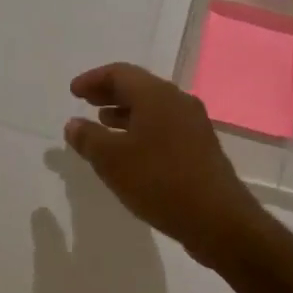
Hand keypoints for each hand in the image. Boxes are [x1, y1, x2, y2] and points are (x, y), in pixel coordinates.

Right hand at [64, 63, 266, 267]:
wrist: (218, 219)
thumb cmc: (159, 181)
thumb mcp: (113, 161)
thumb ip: (89, 139)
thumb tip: (73, 124)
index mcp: (157, 95)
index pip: (120, 73)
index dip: (93, 79)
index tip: (73, 92)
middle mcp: (178, 101)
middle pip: (138, 86)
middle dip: (109, 92)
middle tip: (85, 101)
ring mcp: (193, 123)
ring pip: (153, 107)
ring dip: (125, 111)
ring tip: (103, 123)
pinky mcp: (200, 145)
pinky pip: (164, 125)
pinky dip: (142, 128)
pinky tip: (131, 149)